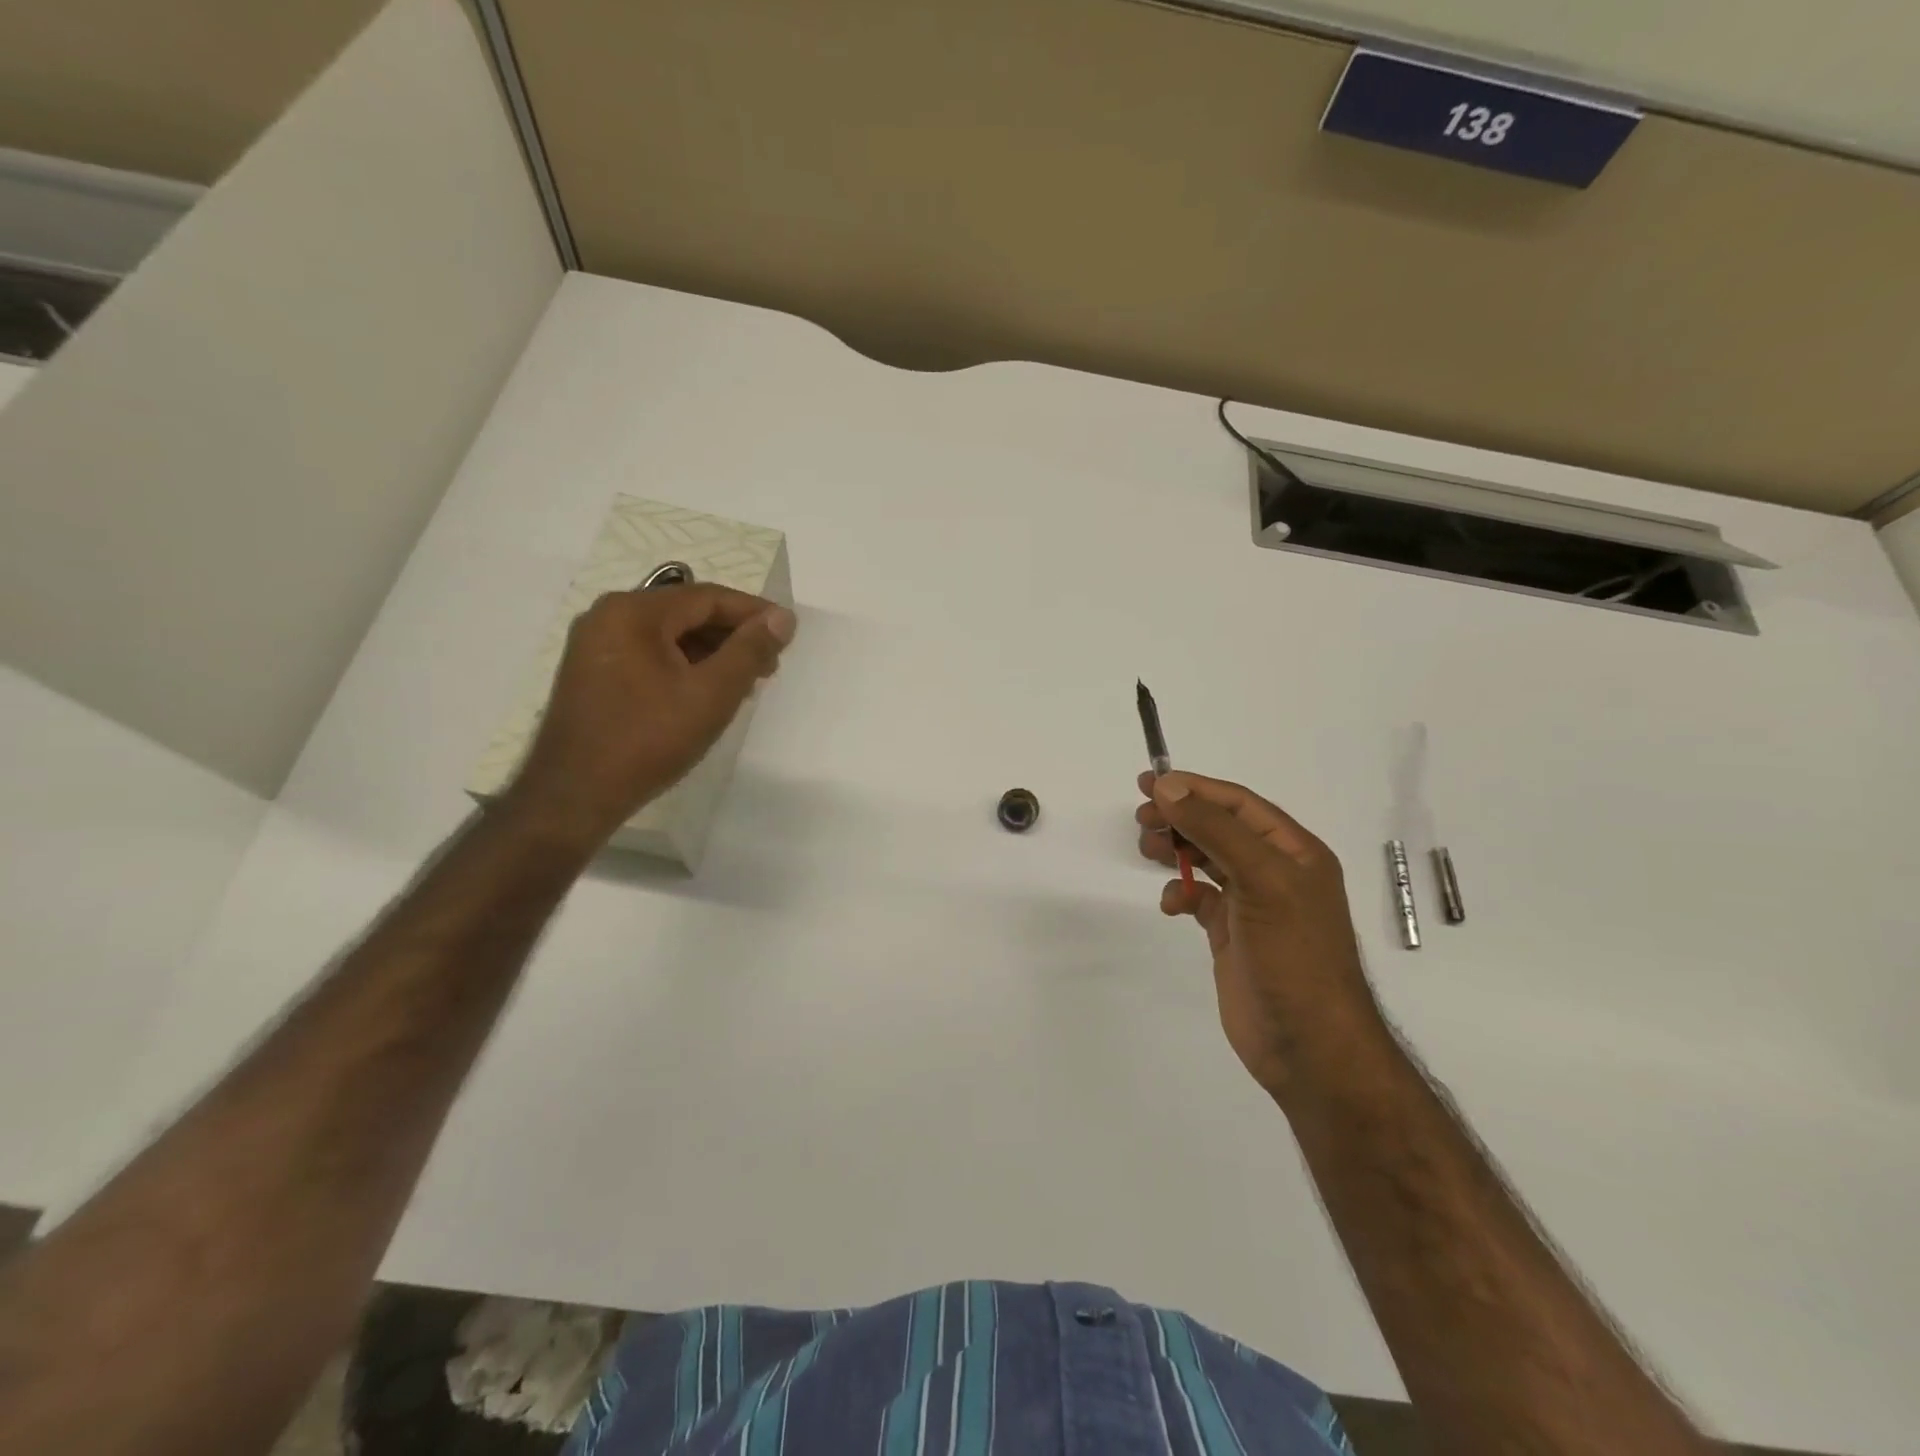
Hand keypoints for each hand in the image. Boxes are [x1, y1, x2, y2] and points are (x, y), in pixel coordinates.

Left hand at [503, 583, 795, 849]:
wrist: (574, 796)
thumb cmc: (648, 740)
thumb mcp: (711, 694)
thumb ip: (750, 651)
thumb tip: (782, 618)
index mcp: (633, 612)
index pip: (706, 597)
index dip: (753, 612)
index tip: (788, 631)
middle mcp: (608, 616)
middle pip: (686, 612)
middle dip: (732, 635)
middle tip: (770, 663)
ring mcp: (595, 645)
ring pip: (668, 635)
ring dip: (710, 652)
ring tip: (745, 682)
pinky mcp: (592, 673)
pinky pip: (648, 654)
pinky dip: (683, 665)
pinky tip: (706, 692)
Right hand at [1136, 771, 1387, 1099]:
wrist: (1309, 1046)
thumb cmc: (1293, 955)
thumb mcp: (1260, 880)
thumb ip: (1215, 829)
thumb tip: (1169, 787)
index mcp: (1293, 851)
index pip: (1237, 803)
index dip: (1193, 788)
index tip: (1149, 784)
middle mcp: (1274, 871)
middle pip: (1218, 827)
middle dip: (1179, 818)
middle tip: (1141, 820)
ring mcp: (1252, 904)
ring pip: (1206, 859)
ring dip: (1176, 850)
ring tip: (1147, 850)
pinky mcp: (1231, 934)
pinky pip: (1199, 898)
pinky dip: (1180, 893)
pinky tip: (1172, 904)